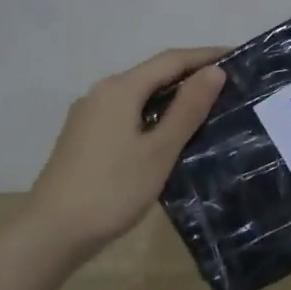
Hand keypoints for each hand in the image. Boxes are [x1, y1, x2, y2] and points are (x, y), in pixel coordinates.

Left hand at [28, 46, 227, 254]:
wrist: (52, 233)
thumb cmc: (112, 189)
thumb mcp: (159, 151)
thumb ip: (187, 109)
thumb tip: (215, 71)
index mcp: (120, 89)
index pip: (171, 60)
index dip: (206, 56)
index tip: (238, 57)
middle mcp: (101, 93)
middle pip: (153, 74)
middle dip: (190, 75)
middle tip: (230, 86)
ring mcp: (88, 116)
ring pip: (139, 95)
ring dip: (172, 97)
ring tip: (207, 109)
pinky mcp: (84, 138)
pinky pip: (127, 114)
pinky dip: (153, 115)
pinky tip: (169, 134)